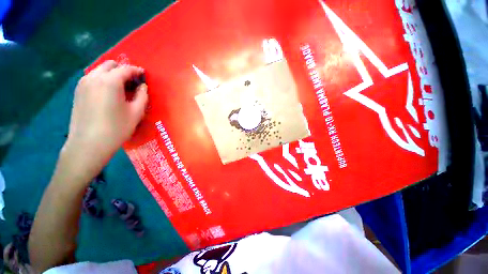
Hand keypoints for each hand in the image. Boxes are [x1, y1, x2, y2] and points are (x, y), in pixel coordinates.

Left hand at [64, 60, 147, 177]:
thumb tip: (142, 86)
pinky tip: (108, 93)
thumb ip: (142, 96)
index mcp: (110, 81)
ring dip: (112, 74)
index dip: (137, 71)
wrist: (88, 144)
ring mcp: (83, 84)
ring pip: (99, 70)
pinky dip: (102, 80)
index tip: (144, 75)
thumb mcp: (136, 112)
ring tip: (121, 88)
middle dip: (123, 70)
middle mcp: (94, 77)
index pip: (126, 69)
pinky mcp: (78, 92)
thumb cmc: (116, 128)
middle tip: (132, 82)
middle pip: (110, 65)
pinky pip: (92, 78)